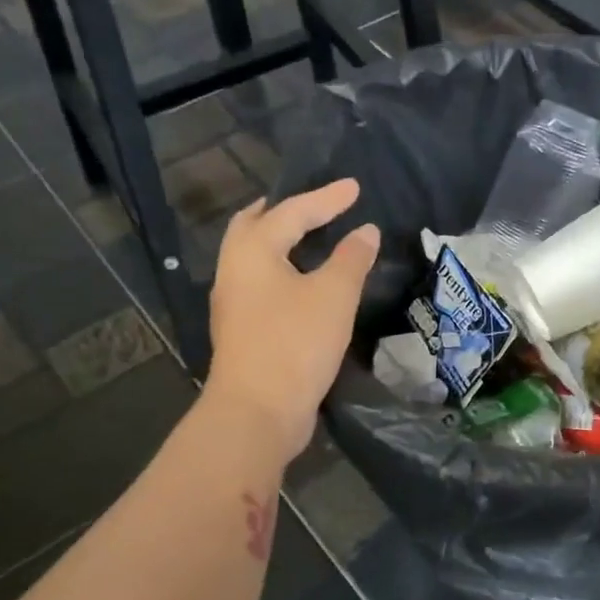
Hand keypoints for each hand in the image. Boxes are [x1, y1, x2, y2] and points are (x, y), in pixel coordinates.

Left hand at [205, 179, 379, 462]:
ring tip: (307, 239)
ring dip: (278, 244)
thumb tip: (366, 231)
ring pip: (254, 260)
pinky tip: (301, 285)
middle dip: (282, 212)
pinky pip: (261, 287)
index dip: (327, 198)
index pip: (292, 212)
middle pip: (254, 228)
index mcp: (252, 252)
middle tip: (311, 206)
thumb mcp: (334, 296)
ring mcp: (234, 305)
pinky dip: (281, 273)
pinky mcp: (243, 333)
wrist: (258, 411)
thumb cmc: (295, 343)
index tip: (355, 188)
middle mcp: (234, 272)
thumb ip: (351, 258)